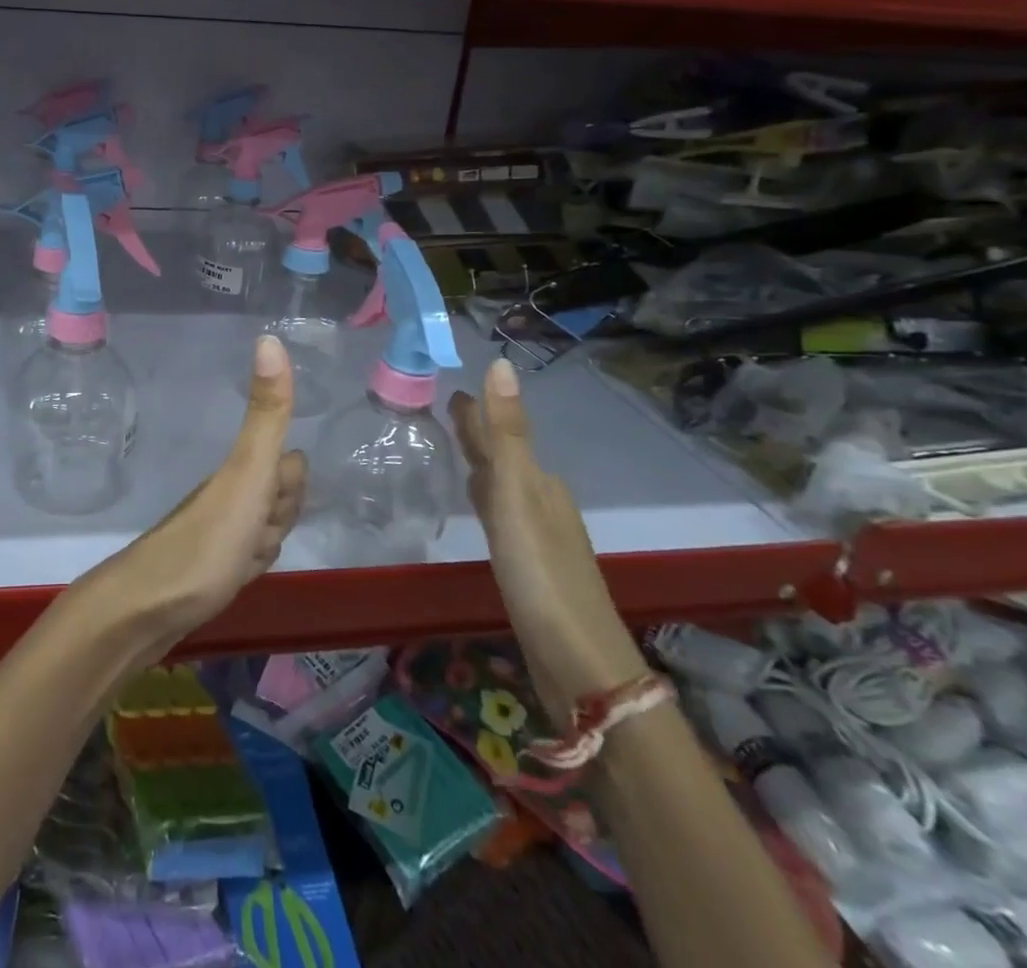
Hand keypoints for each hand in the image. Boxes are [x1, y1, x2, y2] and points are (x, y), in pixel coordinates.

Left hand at [96, 335, 306, 649]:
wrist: (146, 611)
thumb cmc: (207, 542)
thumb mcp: (247, 474)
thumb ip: (267, 414)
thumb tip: (269, 338)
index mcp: (239, 471)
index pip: (291, 464)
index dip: (291, 486)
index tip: (270, 504)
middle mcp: (227, 494)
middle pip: (280, 497)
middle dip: (280, 519)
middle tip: (252, 537)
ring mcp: (217, 530)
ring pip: (265, 530)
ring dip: (265, 549)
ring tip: (240, 563)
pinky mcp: (210, 566)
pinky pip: (246, 558)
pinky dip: (247, 570)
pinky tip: (234, 580)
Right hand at [450, 358, 646, 719]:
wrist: (580, 663)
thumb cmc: (541, 572)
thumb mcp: (518, 496)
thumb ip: (507, 433)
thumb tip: (501, 363)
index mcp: (538, 482)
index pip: (500, 433)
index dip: (477, 411)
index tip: (450, 388)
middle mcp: (541, 502)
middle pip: (503, 457)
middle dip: (478, 433)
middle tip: (446, 410)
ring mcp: (537, 536)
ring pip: (502, 486)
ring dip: (481, 465)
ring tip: (457, 451)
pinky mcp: (529, 568)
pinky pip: (500, 516)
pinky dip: (485, 501)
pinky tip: (479, 509)